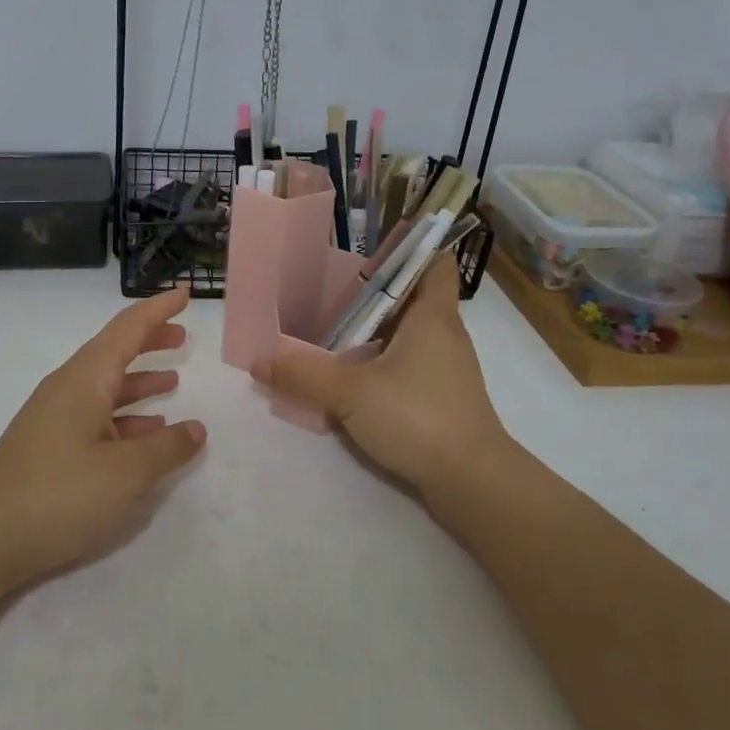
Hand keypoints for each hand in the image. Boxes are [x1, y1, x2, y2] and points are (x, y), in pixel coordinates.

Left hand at [0, 286, 206, 589]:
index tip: (185, 293)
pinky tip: (145, 433)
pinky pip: (96, 416)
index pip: (128, 328)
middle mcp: (68, 388)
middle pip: (115, 351)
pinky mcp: (49, 446)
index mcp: (86, 379)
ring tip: (174, 379)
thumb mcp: (125, 473)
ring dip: (139, 379)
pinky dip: (125, 416)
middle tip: (183, 336)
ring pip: (106, 385)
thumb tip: (197, 429)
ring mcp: (55, 417)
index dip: (159, 309)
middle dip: (150, 340)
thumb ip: (166, 448)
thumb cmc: (58, 495)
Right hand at [255, 254, 513, 507]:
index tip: (367, 247)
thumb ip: (302, 374)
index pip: (435, 261)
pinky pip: (407, 366)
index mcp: (433, 315)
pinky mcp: (441, 399)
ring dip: (373, 332)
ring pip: (406, 335)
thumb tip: (257, 359)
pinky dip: (380, 364)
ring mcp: (446, 369)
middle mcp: (444, 334)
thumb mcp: (350, 392)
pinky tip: (349, 378)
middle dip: (372, 292)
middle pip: (411, 297)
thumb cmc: (418, 416)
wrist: (473, 483)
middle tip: (328, 289)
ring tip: (329, 331)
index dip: (409, 247)